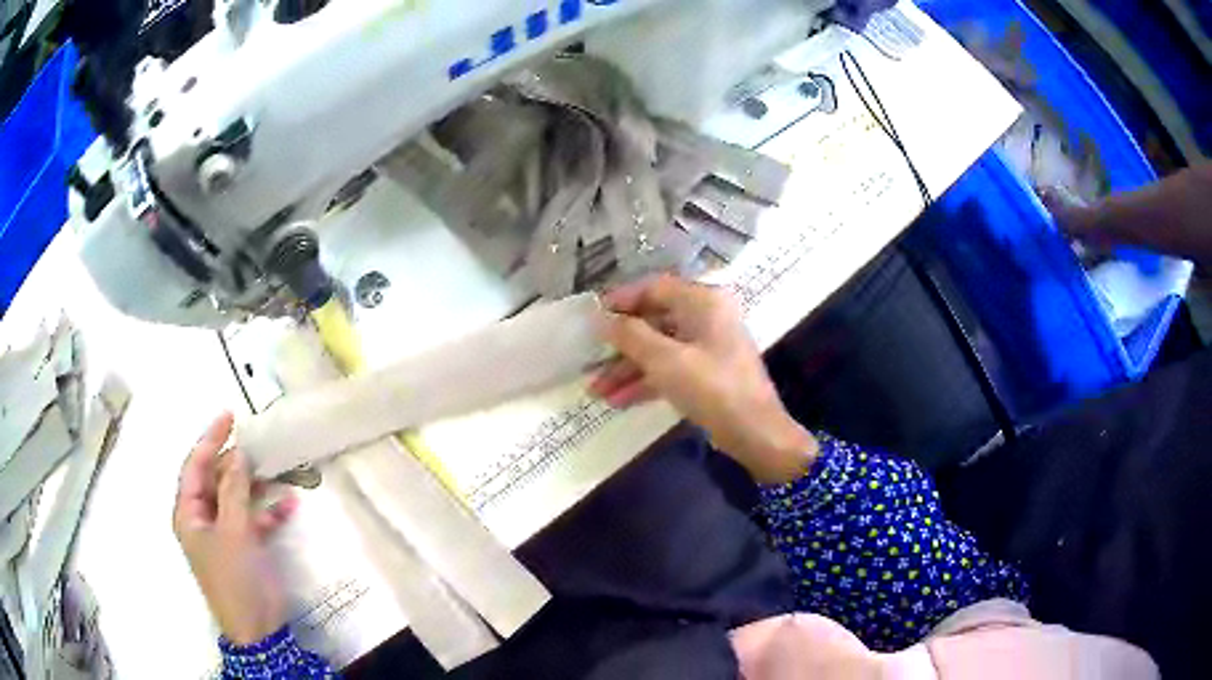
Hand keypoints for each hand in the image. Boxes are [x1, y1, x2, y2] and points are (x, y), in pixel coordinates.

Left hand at [173, 412, 297, 645]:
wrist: (256, 626)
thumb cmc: (234, 576)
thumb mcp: (233, 530)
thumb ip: (235, 490)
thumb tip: (239, 454)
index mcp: (189, 512)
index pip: (195, 465)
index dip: (210, 439)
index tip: (229, 416)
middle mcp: (203, 518)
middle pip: (216, 479)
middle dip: (235, 463)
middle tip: (257, 445)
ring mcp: (224, 533)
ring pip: (236, 498)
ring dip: (255, 486)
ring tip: (275, 471)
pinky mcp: (244, 547)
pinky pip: (253, 520)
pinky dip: (268, 513)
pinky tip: (288, 508)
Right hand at [590, 275, 817, 483]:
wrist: (755, 433)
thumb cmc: (712, 388)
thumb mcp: (666, 360)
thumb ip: (630, 335)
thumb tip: (600, 318)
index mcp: (703, 301)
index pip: (654, 287)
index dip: (621, 300)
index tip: (592, 317)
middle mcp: (707, 316)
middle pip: (655, 320)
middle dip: (621, 344)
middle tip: (590, 357)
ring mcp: (708, 346)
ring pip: (660, 348)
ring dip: (629, 368)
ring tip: (597, 390)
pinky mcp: (707, 372)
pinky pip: (671, 367)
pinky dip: (647, 381)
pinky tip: (619, 400)